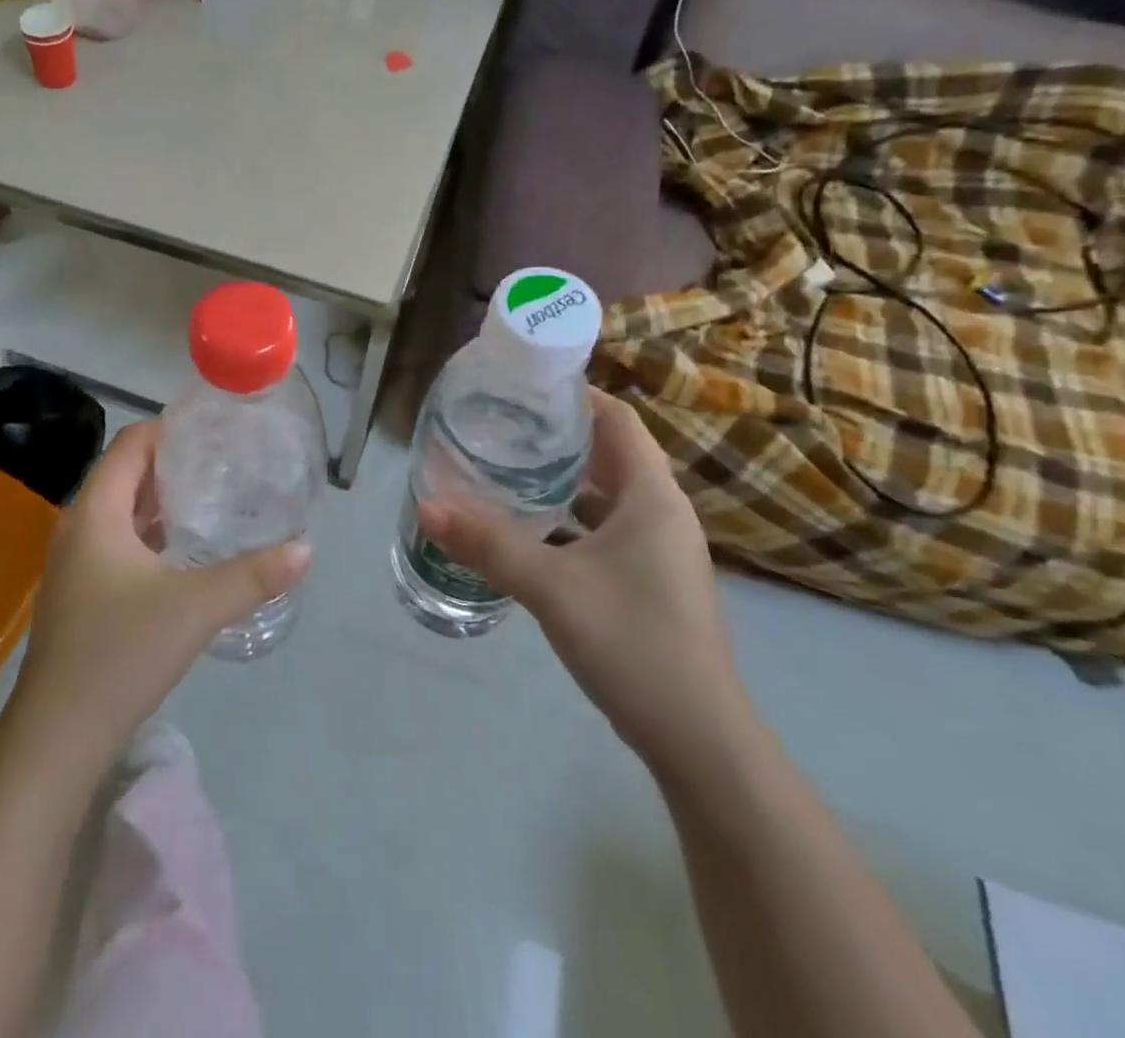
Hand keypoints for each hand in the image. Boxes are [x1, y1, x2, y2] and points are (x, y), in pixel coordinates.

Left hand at [6, 420, 310, 777]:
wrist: (58, 736)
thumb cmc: (121, 653)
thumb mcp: (196, 608)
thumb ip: (253, 576)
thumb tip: (306, 549)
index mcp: (96, 512)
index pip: (131, 444)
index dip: (170, 430)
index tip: (215, 433)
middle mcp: (79, 526)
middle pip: (127, 474)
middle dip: (173, 464)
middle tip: (226, 463)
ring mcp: (75, 562)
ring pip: (122, 510)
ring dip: (162, 500)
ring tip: (214, 498)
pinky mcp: (81, 592)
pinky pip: (118, 542)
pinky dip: (151, 533)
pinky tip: (185, 550)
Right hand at [417, 387, 750, 771]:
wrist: (698, 738)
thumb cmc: (633, 643)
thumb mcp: (552, 588)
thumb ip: (488, 544)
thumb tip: (426, 505)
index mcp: (651, 496)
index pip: (618, 419)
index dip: (575, 394)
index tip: (523, 386)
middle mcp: (660, 512)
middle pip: (609, 452)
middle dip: (557, 435)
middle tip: (499, 424)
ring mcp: (657, 549)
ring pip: (604, 495)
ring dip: (560, 479)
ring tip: (503, 467)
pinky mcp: (648, 580)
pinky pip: (603, 530)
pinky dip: (567, 520)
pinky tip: (525, 530)